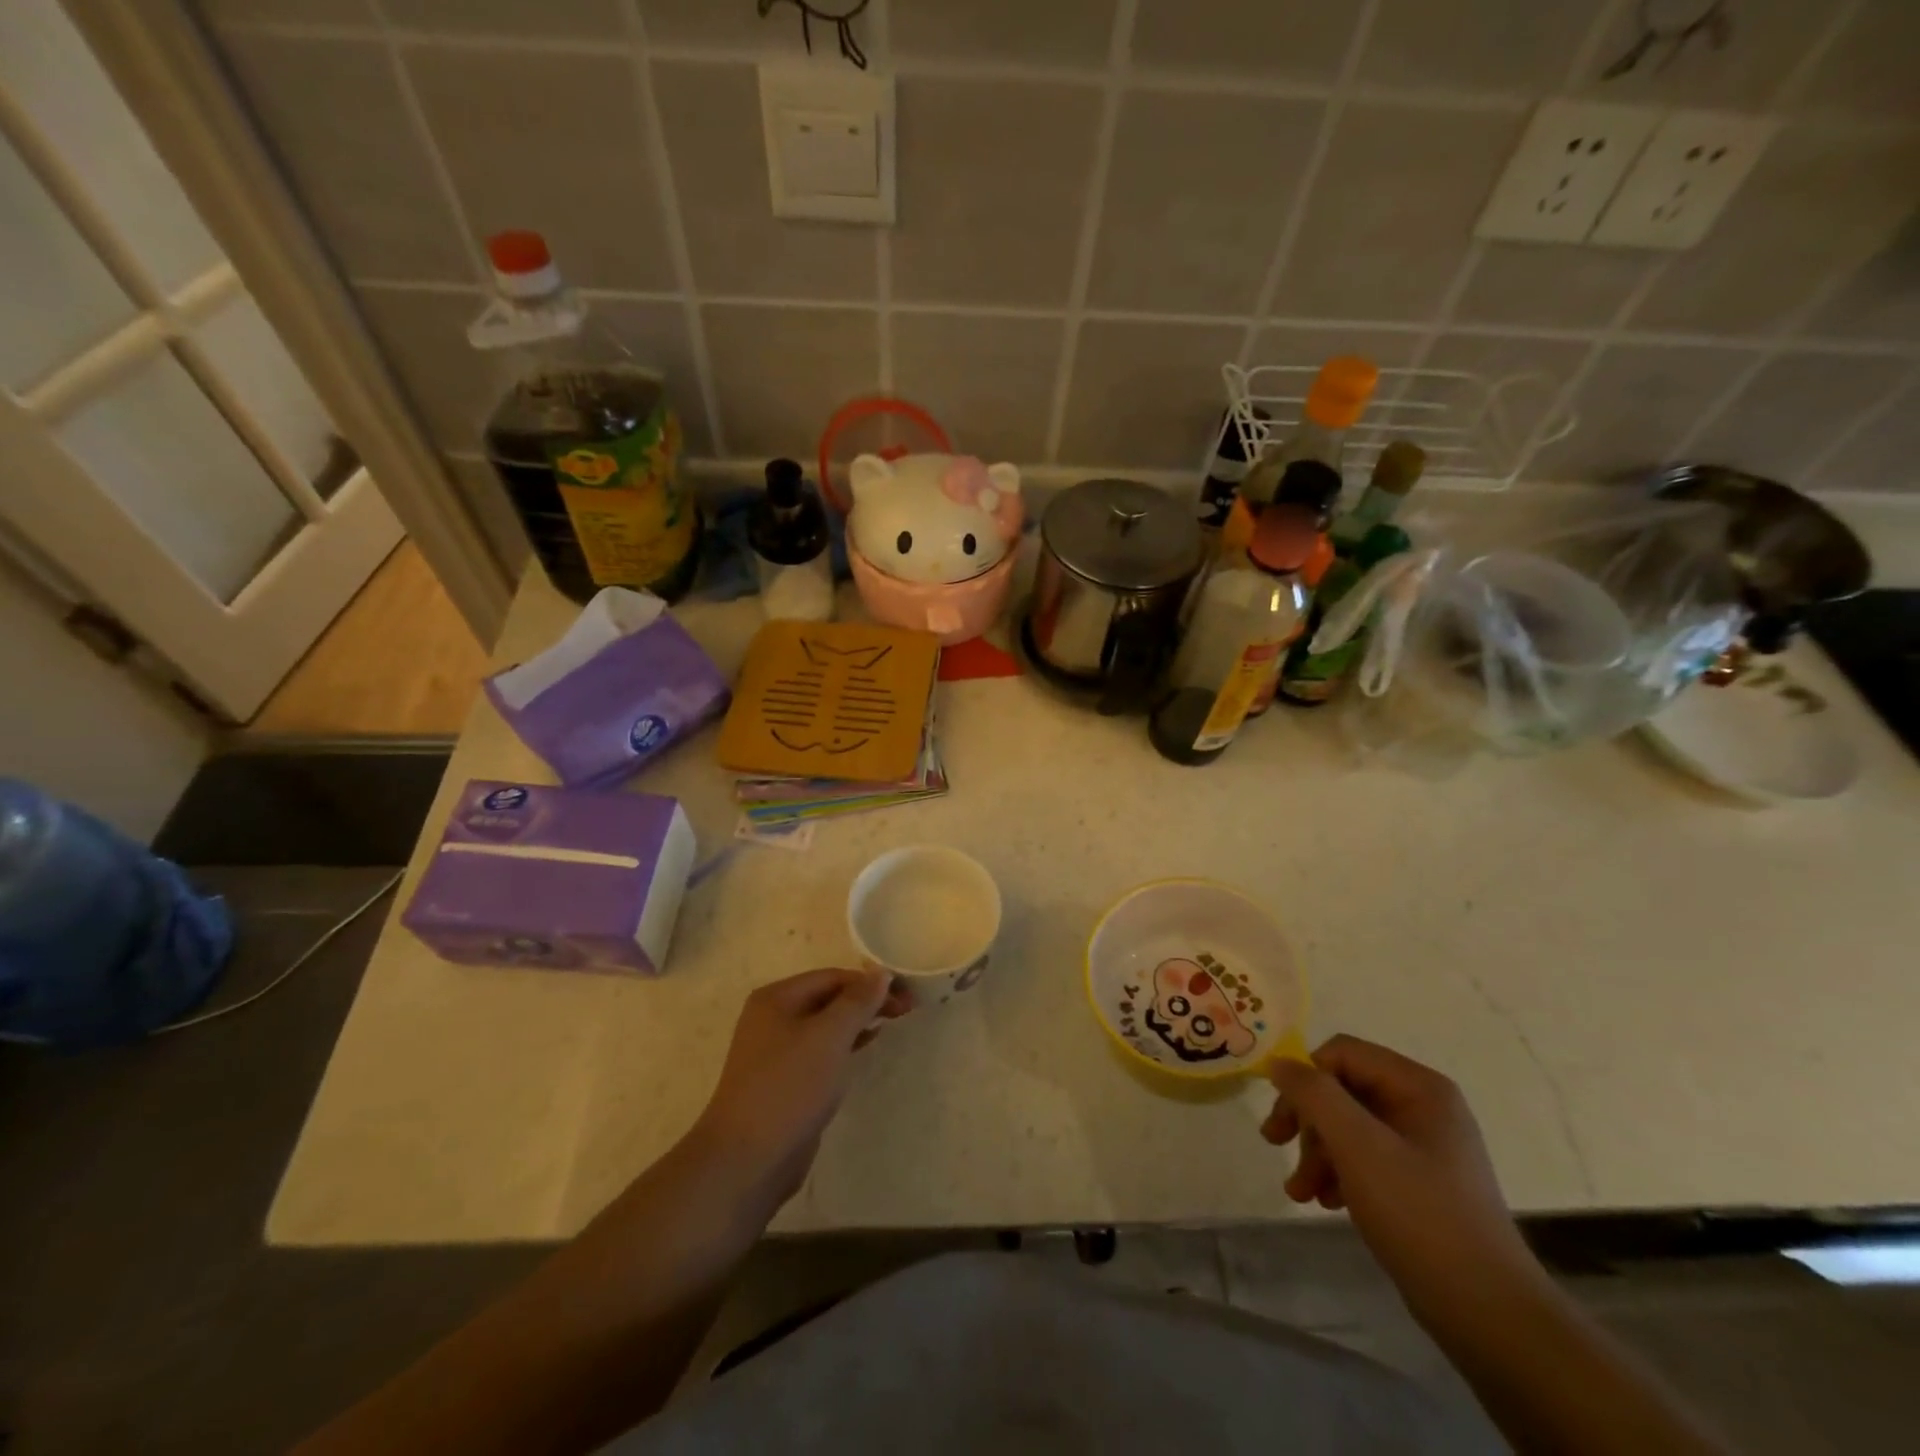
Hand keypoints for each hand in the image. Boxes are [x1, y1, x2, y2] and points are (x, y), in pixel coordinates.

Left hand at [690, 968, 909, 1212]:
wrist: (747, 1160)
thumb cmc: (789, 1087)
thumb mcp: (829, 1037)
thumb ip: (858, 1002)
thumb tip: (882, 972)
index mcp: (776, 998)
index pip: (832, 977)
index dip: (870, 982)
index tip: (906, 995)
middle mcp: (772, 1018)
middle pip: (828, 998)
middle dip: (866, 1001)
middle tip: (906, 1010)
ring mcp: (776, 1051)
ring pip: (825, 1025)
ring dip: (858, 1021)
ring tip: (893, 1023)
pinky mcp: (784, 1080)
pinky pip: (820, 1051)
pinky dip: (845, 1045)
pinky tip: (865, 1047)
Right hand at [1261, 1035, 1544, 1319]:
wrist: (1489, 1316)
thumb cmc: (1421, 1216)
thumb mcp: (1358, 1146)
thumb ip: (1314, 1094)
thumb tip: (1279, 1062)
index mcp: (1420, 1087)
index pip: (1342, 1054)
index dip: (1306, 1078)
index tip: (1283, 1118)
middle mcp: (1424, 1107)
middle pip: (1342, 1090)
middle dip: (1307, 1121)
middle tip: (1276, 1145)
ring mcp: (1424, 1147)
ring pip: (1349, 1126)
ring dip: (1316, 1152)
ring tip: (1299, 1192)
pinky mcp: (1420, 1184)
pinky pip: (1365, 1158)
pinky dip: (1338, 1174)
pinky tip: (1326, 1202)